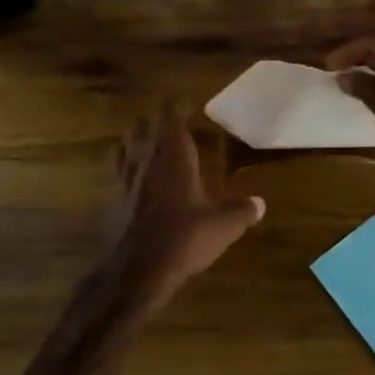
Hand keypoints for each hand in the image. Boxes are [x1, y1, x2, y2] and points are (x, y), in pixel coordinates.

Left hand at [111, 105, 264, 299]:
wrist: (138, 270)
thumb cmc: (185, 238)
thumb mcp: (223, 226)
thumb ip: (242, 211)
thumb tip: (260, 204)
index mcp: (174, 156)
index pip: (170, 117)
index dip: (177, 107)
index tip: (187, 104)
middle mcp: (148, 160)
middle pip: (144, 127)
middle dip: (155, 121)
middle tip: (170, 123)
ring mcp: (127, 180)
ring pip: (126, 145)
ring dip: (137, 140)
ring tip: (148, 142)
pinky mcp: (115, 200)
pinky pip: (119, 172)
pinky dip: (126, 166)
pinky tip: (133, 176)